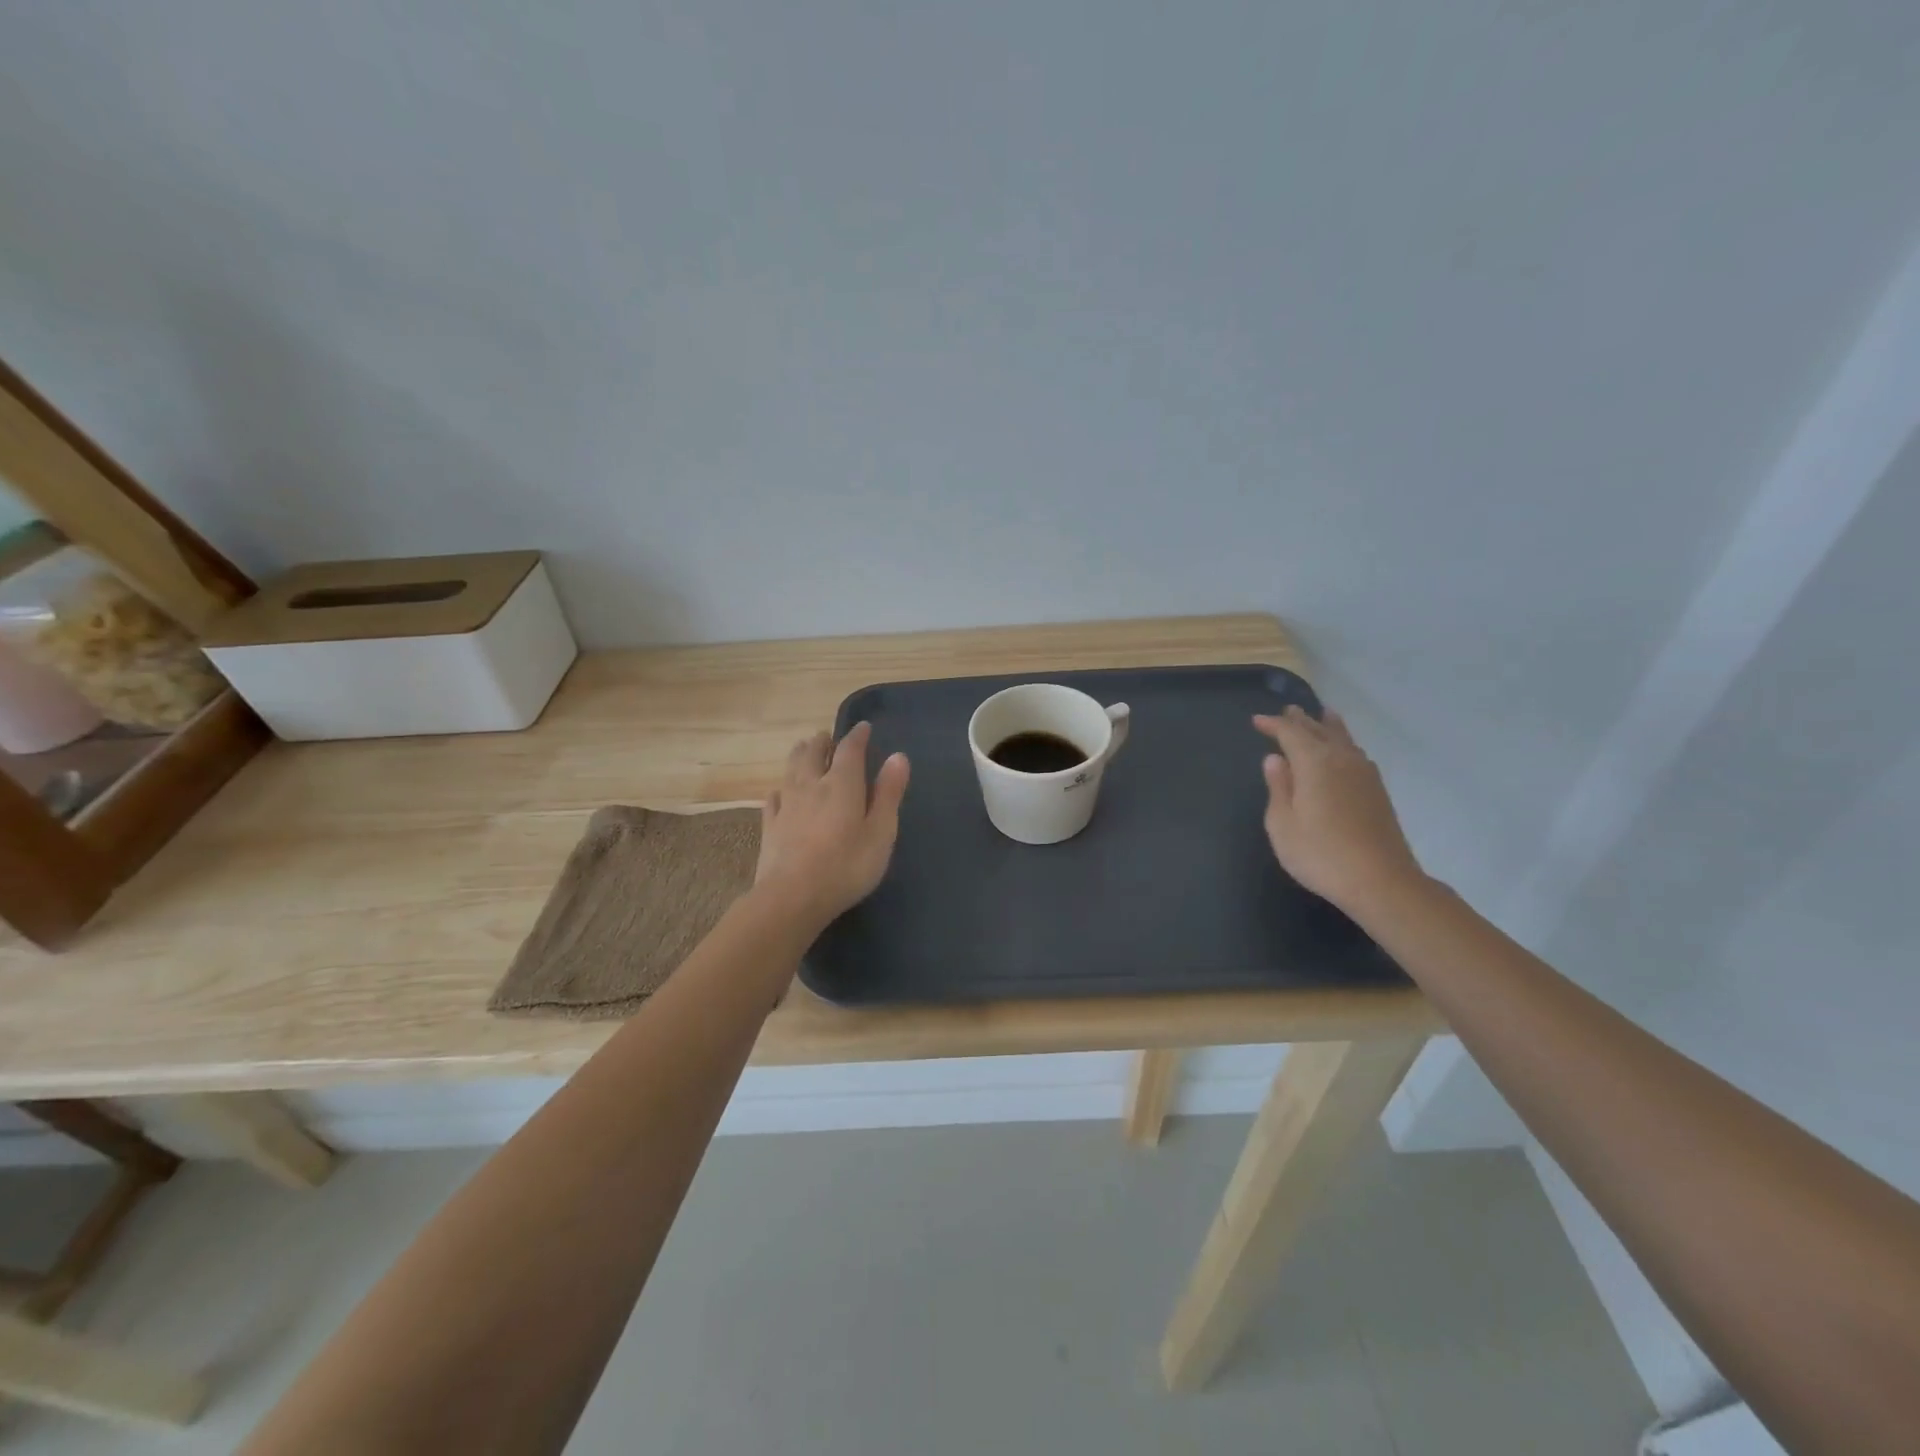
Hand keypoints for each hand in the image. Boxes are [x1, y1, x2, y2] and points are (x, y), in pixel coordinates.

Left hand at [753, 722, 910, 931]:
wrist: (792, 897)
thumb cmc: (846, 866)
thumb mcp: (880, 832)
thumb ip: (889, 794)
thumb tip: (898, 756)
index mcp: (842, 784)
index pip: (850, 750)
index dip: (857, 736)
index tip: (863, 727)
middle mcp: (811, 786)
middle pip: (814, 753)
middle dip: (823, 742)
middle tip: (829, 737)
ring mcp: (787, 805)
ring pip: (791, 769)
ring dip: (800, 755)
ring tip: (804, 748)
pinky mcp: (770, 826)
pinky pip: (773, 798)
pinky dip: (780, 788)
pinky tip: (779, 792)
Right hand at [1253, 706, 1424, 915]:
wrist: (1380, 881)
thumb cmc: (1321, 854)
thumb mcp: (1282, 824)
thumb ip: (1278, 787)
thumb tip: (1275, 760)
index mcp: (1314, 762)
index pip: (1290, 733)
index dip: (1272, 725)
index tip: (1256, 721)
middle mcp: (1341, 759)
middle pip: (1319, 730)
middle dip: (1300, 720)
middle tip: (1287, 711)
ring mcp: (1364, 773)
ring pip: (1343, 738)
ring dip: (1327, 726)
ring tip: (1321, 716)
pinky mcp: (1377, 790)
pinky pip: (1355, 752)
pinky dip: (1343, 742)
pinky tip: (1343, 750)